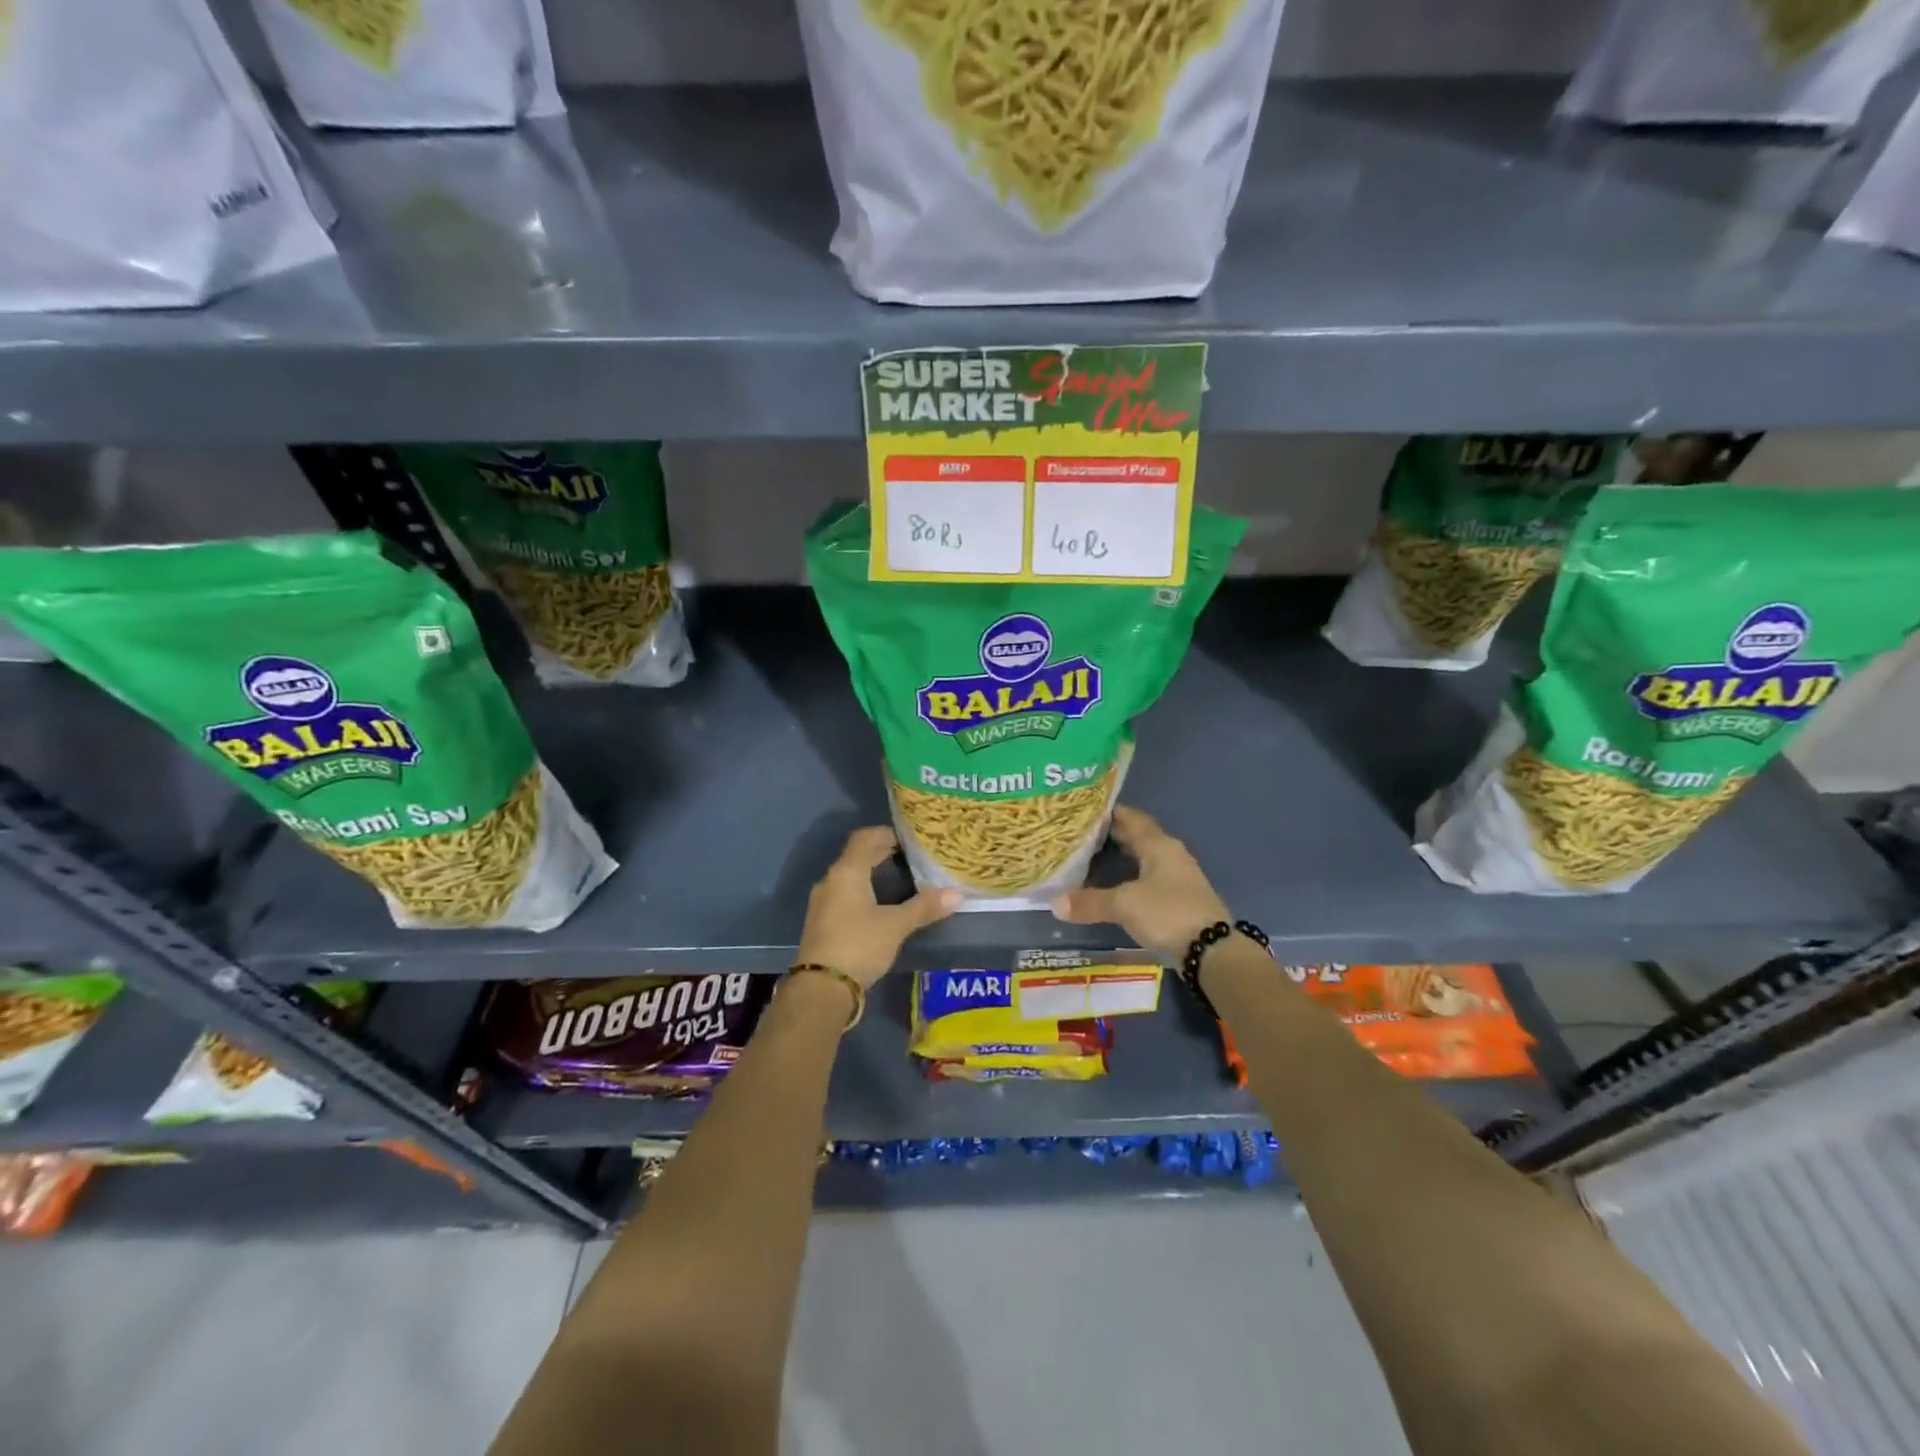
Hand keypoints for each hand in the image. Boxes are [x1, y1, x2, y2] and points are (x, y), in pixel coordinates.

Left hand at [797, 827, 960, 988]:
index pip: (865, 838)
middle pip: (857, 856)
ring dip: (872, 873)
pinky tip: (879, 905)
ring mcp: (823, 902)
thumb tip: (957, 894)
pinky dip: (863, 890)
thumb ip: (924, 907)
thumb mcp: (896, 926)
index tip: (909, 839)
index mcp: (847, 872)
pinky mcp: (822, 921)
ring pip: (850, 876)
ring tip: (900, 879)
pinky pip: (844, 894)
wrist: (821, 988)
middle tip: (911, 857)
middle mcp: (831, 880)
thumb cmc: (859, 945)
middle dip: (882, 852)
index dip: (886, 833)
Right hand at [1050, 805, 1227, 958]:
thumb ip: (1090, 901)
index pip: (1131, 818)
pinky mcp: (1178, 899)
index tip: (1084, 810)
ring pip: (1143, 858)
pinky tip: (1113, 887)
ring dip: (1121, 857)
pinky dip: (1129, 878)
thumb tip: (1055, 902)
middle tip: (1080, 834)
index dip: (1109, 812)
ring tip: (1091, 858)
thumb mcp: (1124, 905)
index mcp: (1158, 845)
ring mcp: (1177, 877)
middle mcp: (1170, 854)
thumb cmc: (1168, 913)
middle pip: (1137, 837)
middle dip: (1111, 834)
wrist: (1212, 950)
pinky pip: (1148, 879)